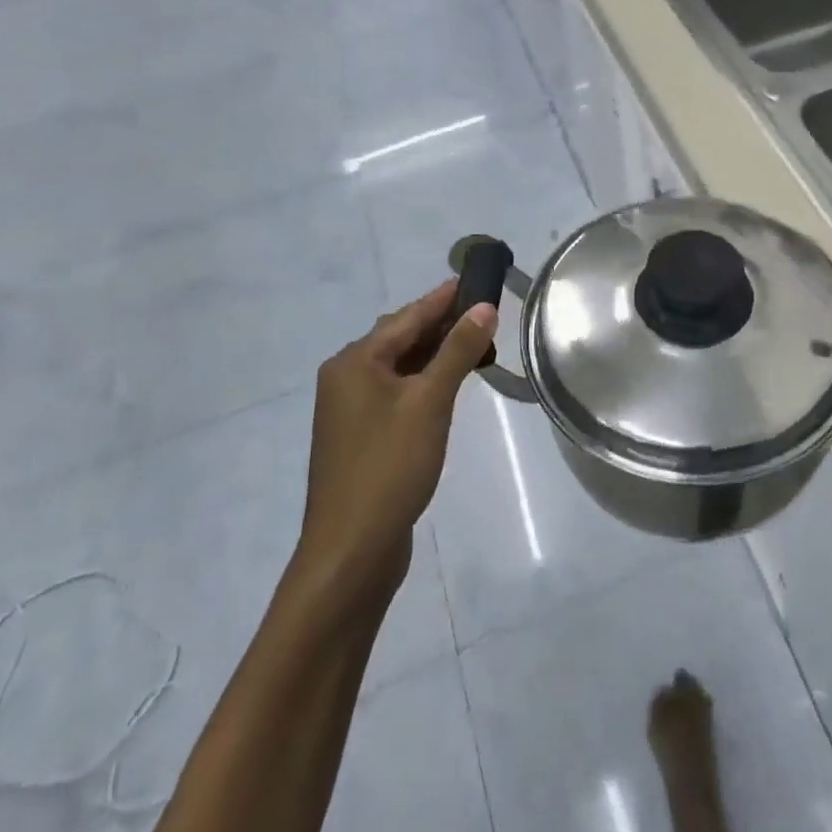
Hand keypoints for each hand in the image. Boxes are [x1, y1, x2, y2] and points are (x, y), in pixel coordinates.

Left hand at [292, 281, 496, 610]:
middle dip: (442, 326)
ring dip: (435, 355)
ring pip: (399, 368)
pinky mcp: (360, 437)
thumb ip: (457, 351)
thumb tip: (484, 307)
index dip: (443, 298)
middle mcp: (346, 378)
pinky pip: (396, 393)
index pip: (407, 316)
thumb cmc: (389, 466)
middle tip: (485, 316)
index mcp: (354, 362)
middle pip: (400, 338)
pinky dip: (423, 383)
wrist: (350, 551)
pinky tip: (448, 388)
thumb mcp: (430, 402)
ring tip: (475, 346)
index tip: (475, 280)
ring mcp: (350, 410)